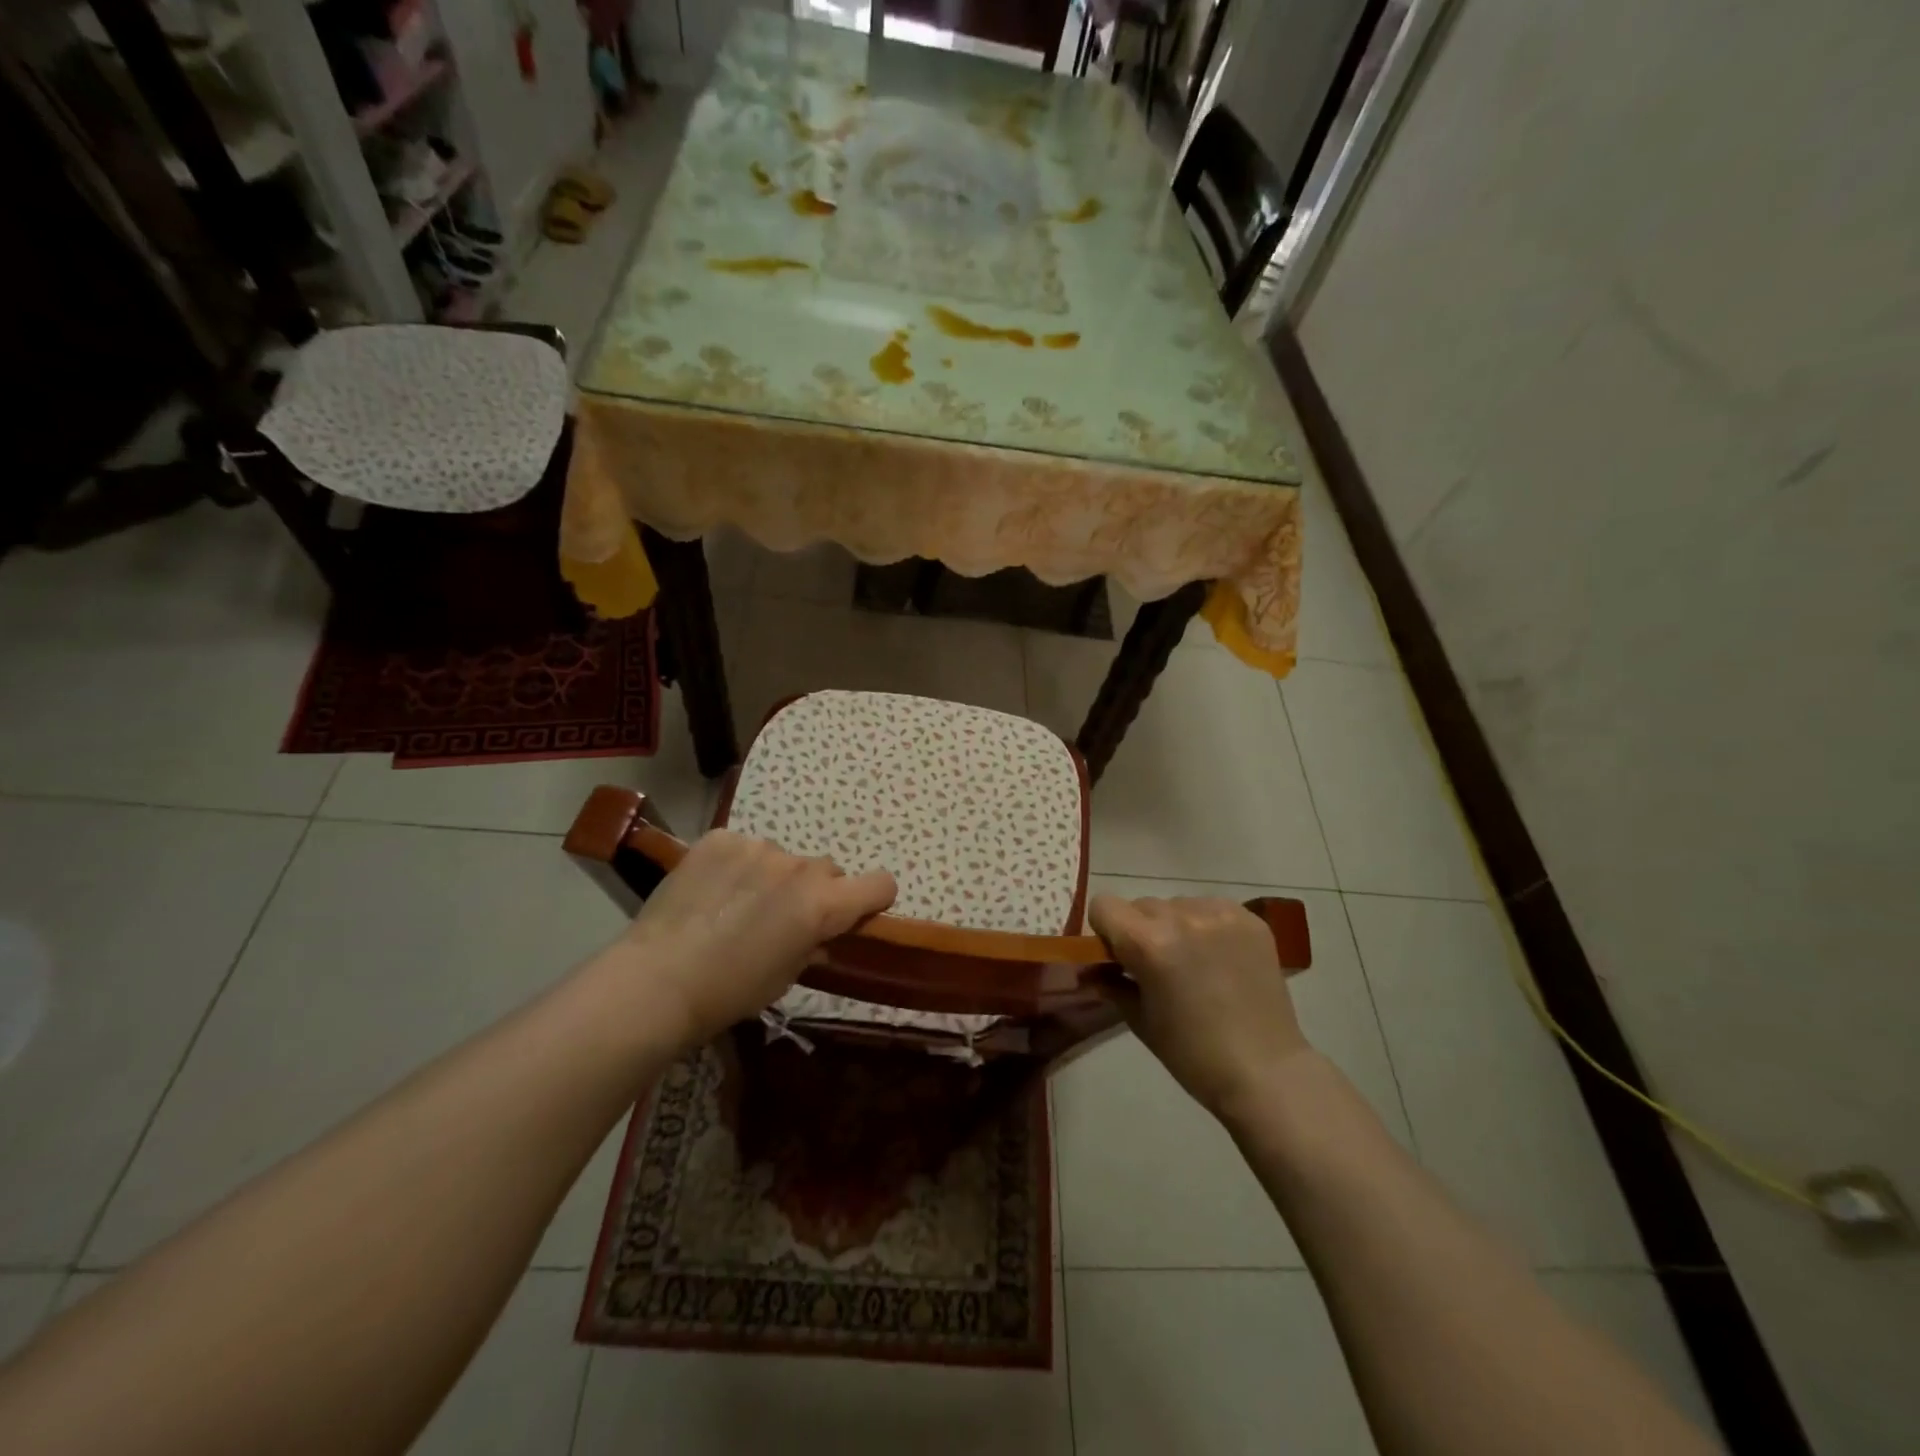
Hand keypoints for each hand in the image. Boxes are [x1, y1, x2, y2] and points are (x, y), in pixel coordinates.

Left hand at [607, 830, 895, 1048]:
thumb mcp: (785, 978)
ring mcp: (758, 847)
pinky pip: (743, 847)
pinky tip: (710, 892)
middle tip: (781, 918)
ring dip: (772, 876)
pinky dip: (736, 865)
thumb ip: (812, 946)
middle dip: (814, 891)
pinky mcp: (720, 839)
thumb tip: (818, 936)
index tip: (855, 913)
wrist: (658, 980)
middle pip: (828, 870)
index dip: (873, 897)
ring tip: (735, 906)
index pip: (880, 883)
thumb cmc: (730, 992)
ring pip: (782, 858)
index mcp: (823, 905)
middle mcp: (800, 867)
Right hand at [1088, 894, 1311, 1118]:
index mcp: (1148, 943)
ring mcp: (1220, 914)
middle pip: (1142, 905)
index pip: (1104, 905)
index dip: (1105, 929)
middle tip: (1157, 965)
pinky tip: (1220, 958)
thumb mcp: (1139, 1019)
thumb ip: (1111, 983)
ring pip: (1178, 905)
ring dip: (1175, 925)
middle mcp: (1181, 917)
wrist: (1265, 1071)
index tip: (1117, 955)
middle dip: (1141, 930)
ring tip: (1194, 962)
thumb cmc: (1192, 1054)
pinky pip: (1211, 908)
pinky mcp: (1250, 919)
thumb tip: (1091, 968)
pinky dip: (1207, 926)